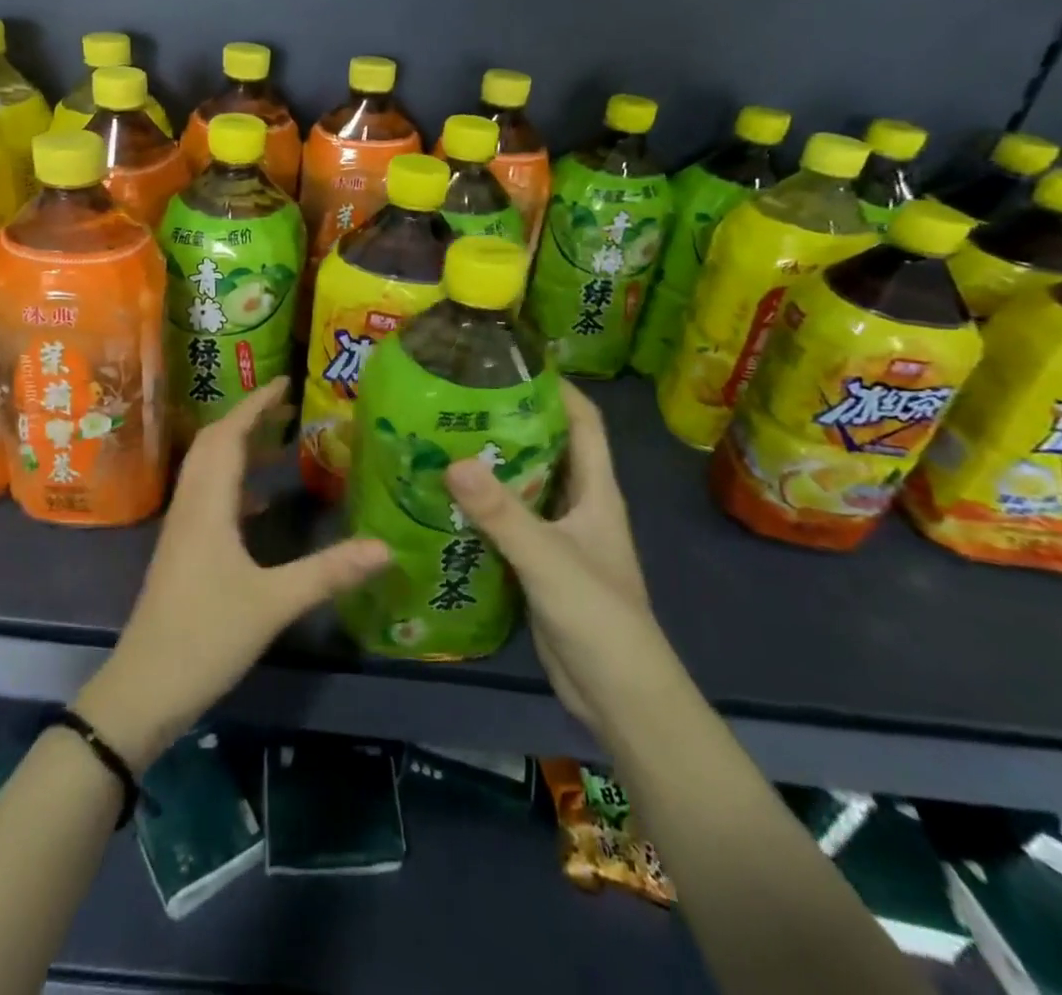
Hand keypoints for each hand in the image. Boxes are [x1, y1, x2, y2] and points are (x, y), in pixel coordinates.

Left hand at [73, 379, 390, 768]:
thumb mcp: (273, 603)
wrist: (143, 690)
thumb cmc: (205, 637)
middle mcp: (191, 506)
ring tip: (281, 443)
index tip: (285, 382)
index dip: (256, 404)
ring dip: (240, 449)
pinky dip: (237, 485)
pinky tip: (262, 505)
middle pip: (214, 445)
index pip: (229, 435)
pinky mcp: (184, 552)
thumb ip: (328, 572)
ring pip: (209, 471)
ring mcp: (183, 530)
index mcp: (208, 505)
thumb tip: (386, 546)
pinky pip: (210, 499)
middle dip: (248, 418)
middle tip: (289, 407)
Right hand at [443, 381, 665, 728]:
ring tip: (443, 441)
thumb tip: (452, 461)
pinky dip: (483, 508)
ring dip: (493, 466)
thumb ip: (501, 513)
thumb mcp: (548, 558)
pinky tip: (446, 501)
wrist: (618, 697)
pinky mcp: (538, 566)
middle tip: (460, 401)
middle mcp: (579, 506)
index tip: (514, 364)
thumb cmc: (598, 616)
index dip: (558, 389)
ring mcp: (559, 537)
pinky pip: (509, 523)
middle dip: (511, 422)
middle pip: (549, 449)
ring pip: (525, 487)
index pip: (584, 423)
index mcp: (595, 492)